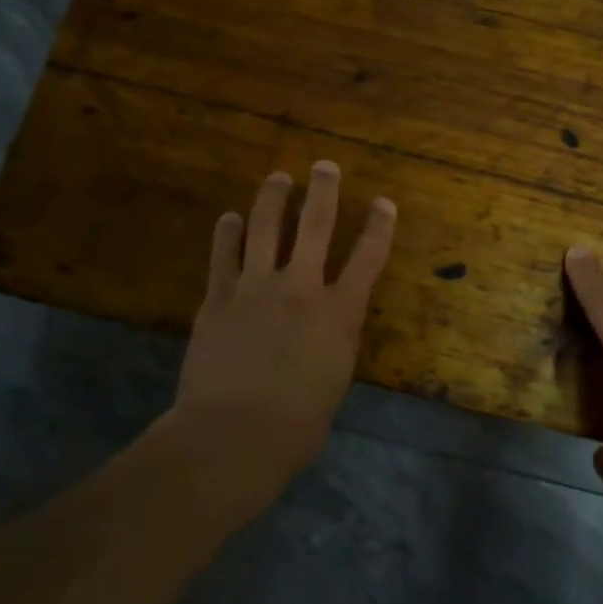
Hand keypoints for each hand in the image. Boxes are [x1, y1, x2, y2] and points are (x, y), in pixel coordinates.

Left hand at [170, 162, 396, 505]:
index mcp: (339, 313)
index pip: (368, 257)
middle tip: (325, 167)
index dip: (379, 226)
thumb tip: (328, 326)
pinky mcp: (218, 298)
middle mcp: (301, 287)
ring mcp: (256, 288)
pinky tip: (230, 218)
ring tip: (278, 178)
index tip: (384, 202)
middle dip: (324, 190)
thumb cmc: (297, 424)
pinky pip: (224, 255)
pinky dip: (229, 233)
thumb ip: (334, 341)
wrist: (233, 436)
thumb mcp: (335, 379)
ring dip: (273, 197)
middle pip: (316, 225)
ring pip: (266, 227)